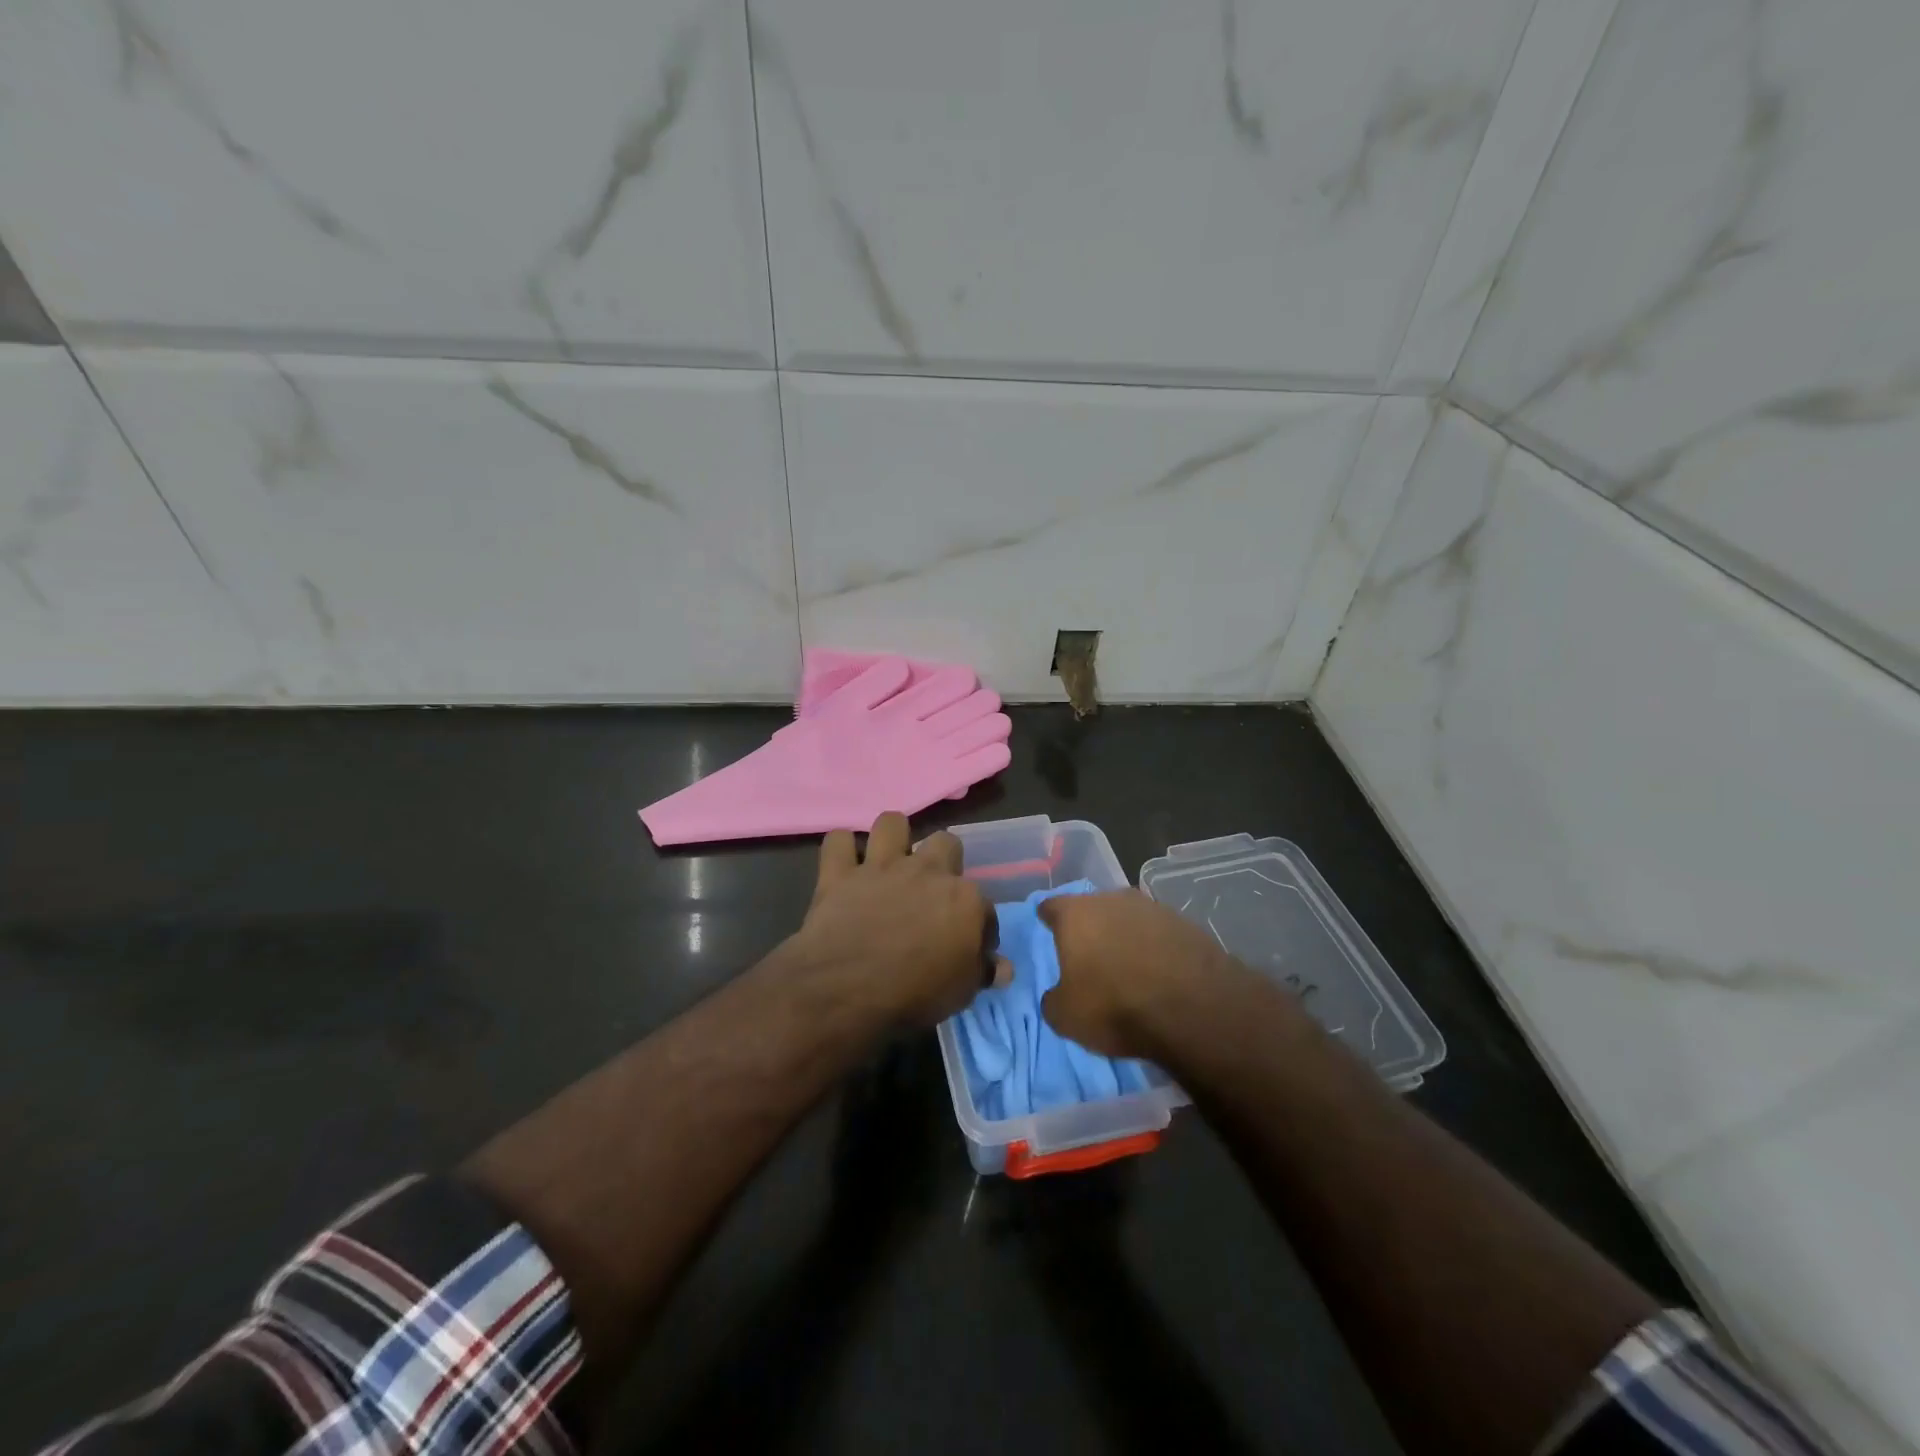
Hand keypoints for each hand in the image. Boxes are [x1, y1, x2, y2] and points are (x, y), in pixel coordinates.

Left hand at [788, 811, 1009, 1027]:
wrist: (846, 989)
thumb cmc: (914, 995)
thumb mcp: (961, 993)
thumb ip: (982, 971)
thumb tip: (1002, 968)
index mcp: (964, 899)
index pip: (984, 905)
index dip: (978, 926)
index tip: (969, 945)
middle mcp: (927, 871)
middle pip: (946, 843)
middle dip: (942, 860)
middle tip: (931, 891)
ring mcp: (881, 867)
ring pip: (892, 823)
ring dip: (892, 839)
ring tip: (888, 862)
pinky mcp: (840, 872)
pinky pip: (838, 841)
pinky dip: (841, 850)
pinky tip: (844, 865)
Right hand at [1036, 890, 1253, 1058]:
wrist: (1194, 1008)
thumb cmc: (1115, 1006)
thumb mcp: (1066, 1017)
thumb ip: (1053, 999)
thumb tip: (1057, 995)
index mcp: (1075, 913)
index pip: (1051, 907)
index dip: (1048, 919)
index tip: (1047, 931)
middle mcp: (1111, 899)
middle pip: (1092, 908)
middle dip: (1089, 928)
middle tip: (1088, 955)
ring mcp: (1152, 907)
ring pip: (1127, 918)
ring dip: (1124, 936)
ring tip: (1126, 966)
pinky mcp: (1185, 923)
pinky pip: (1157, 933)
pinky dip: (1153, 948)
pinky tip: (1157, 972)